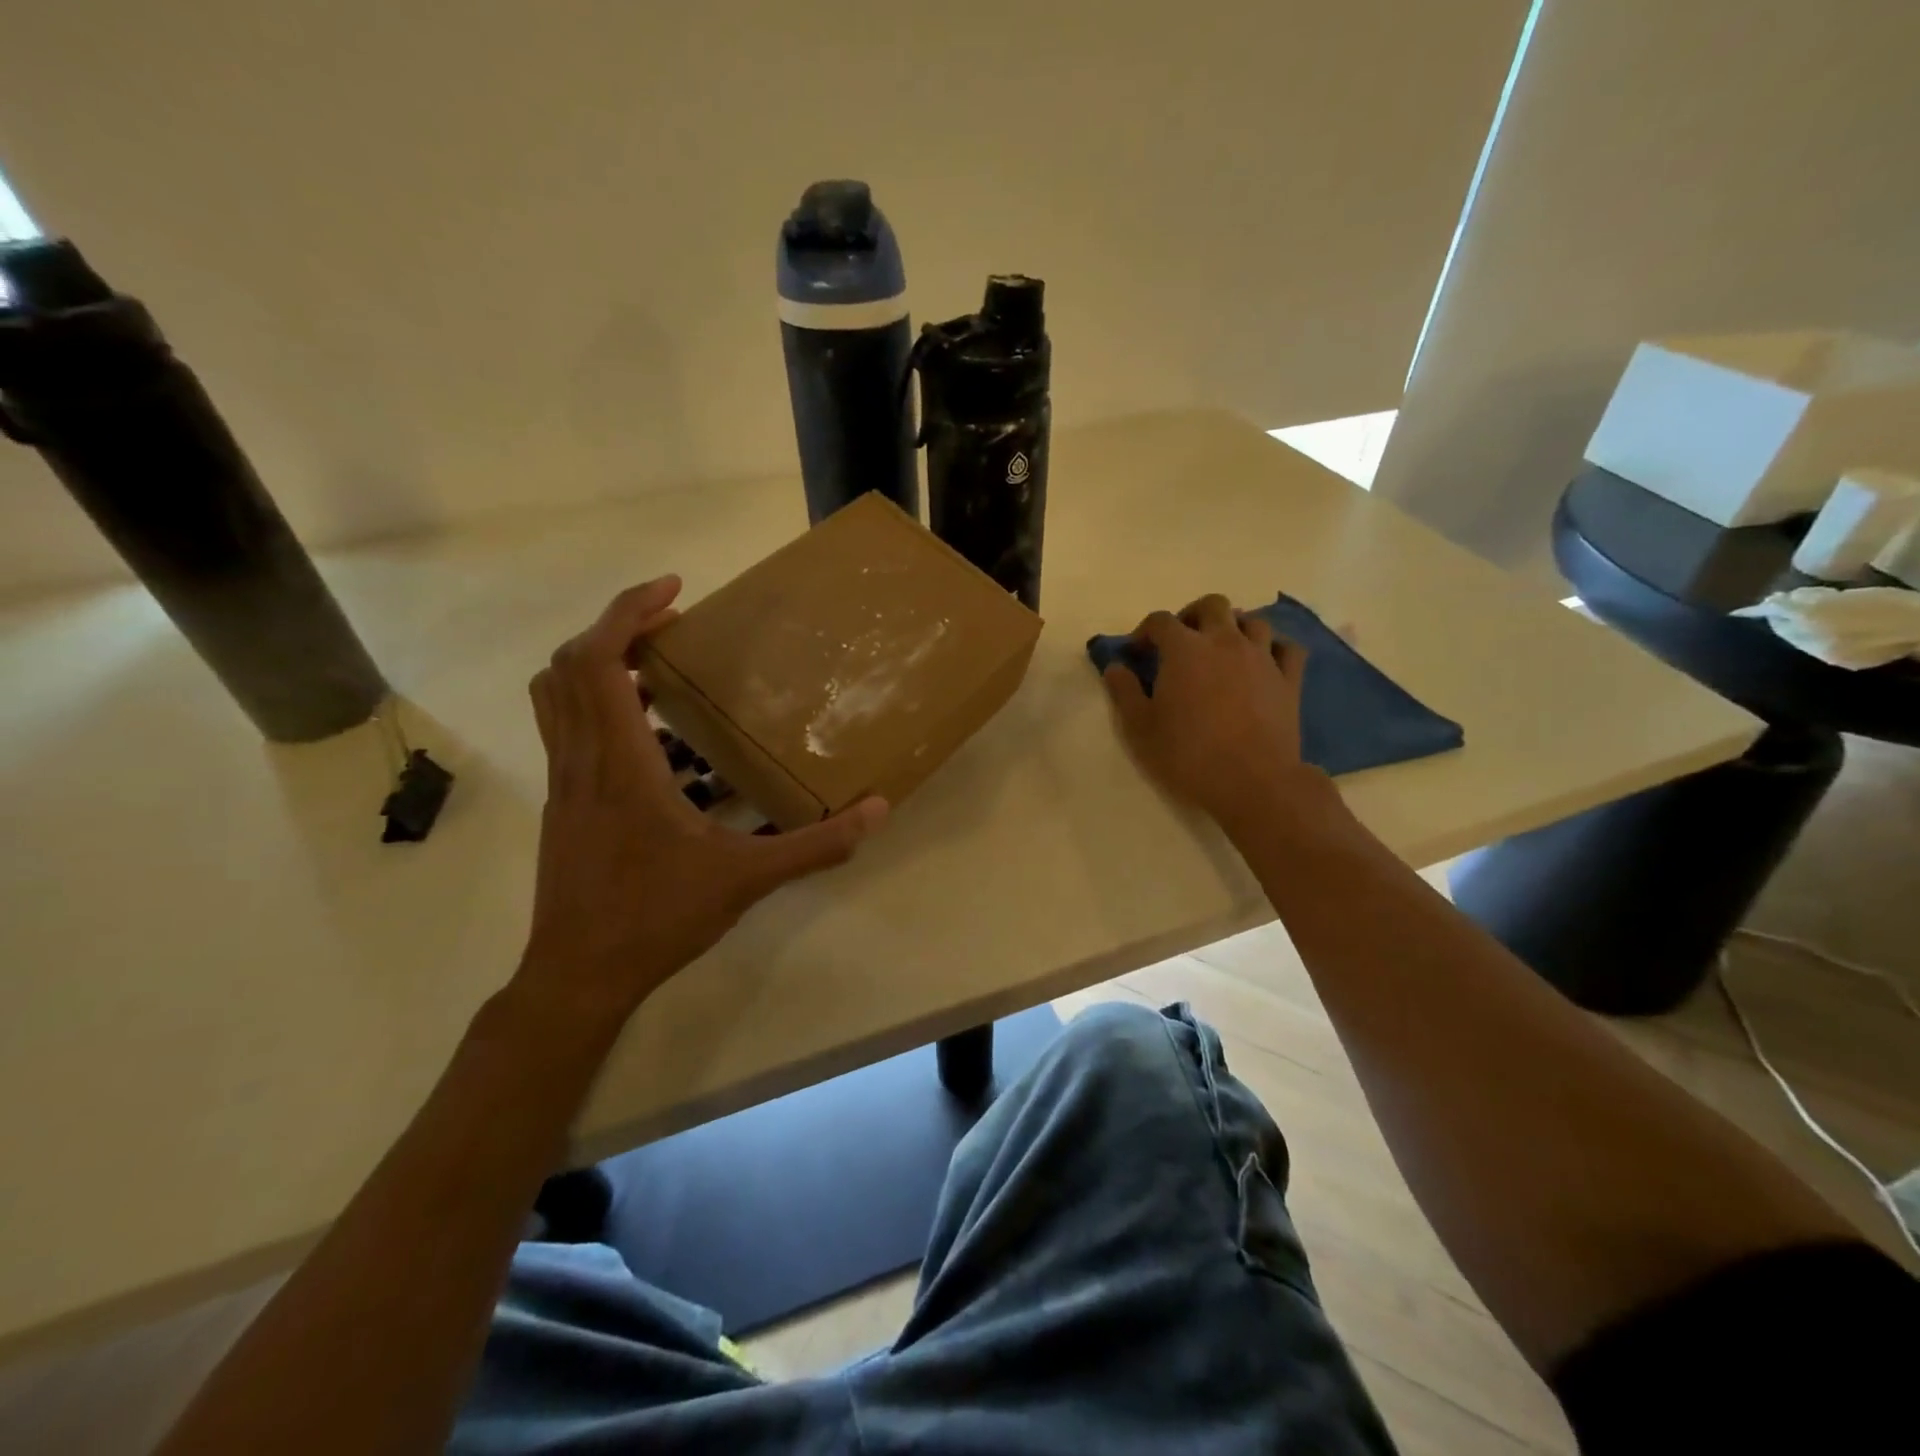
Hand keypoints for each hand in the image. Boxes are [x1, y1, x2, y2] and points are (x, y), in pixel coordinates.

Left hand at [517, 577, 886, 1021]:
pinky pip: (571, 733)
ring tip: (661, 670)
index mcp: (620, 763)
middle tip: (670, 625)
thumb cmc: (656, 917)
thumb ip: (816, 844)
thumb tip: (877, 811)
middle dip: (615, 628)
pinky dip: (603, 710)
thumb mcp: (748, 879)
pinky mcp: (565, 806)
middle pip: (567, 665)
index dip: (628, 611)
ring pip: (557, 698)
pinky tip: (659, 746)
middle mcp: (581, 761)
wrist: (578, 975)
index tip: (675, 589)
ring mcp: (565, 784)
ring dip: (601, 666)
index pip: (598, 661)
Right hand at [1101, 593, 1315, 825]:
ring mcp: (1262, 657)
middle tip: (1181, 642)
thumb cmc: (1189, 755)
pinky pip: (1287, 648)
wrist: (1253, 782)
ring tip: (1222, 650)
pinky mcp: (1289, 679)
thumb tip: (1115, 667)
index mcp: (1184, 650)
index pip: (1160, 621)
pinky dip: (1273, 648)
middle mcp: (1225, 641)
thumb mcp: (1141, 729)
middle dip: (1192, 616)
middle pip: (1212, 605)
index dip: (1144, 632)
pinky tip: (1263, 663)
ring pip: (1252, 620)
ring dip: (1234, 627)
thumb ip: (1124, 692)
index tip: (1137, 653)